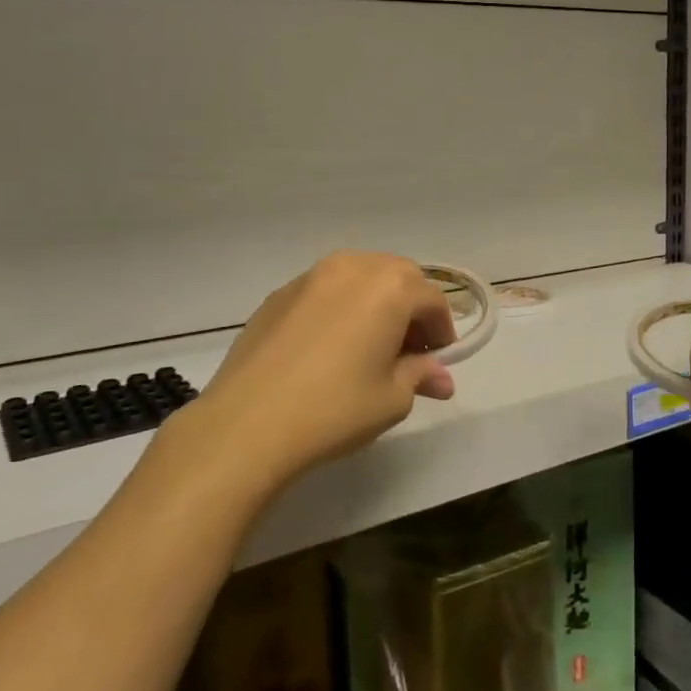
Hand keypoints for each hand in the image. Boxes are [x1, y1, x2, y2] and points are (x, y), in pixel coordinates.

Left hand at [169, 253, 457, 490]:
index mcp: (389, 287)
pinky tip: (329, 346)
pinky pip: (325, 291)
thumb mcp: (392, 399)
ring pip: (359, 276)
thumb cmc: (335, 409)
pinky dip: (340, 308)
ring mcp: (310, 277)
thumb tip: (440, 378)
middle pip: (397, 276)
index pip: (432, 300)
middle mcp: (352, 268)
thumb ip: (420, 376)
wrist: (247, 422)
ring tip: (370, 345)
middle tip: (409, 350)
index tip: (439, 361)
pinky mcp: (278, 295)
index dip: (443, 330)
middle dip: (411, 308)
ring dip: (376, 302)